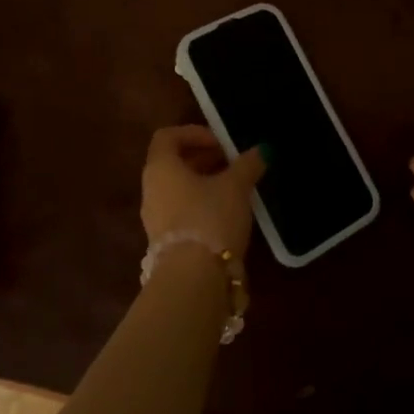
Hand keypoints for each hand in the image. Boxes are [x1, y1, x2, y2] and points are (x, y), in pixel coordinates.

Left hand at [141, 125, 263, 259]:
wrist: (193, 280)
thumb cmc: (210, 218)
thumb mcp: (236, 186)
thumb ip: (248, 165)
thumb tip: (262, 150)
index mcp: (161, 168)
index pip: (167, 136)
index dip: (194, 133)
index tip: (221, 143)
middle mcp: (151, 190)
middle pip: (172, 163)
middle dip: (203, 159)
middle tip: (232, 163)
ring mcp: (155, 219)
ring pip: (178, 189)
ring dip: (203, 183)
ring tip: (234, 189)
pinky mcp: (165, 243)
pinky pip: (181, 212)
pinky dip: (201, 205)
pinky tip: (226, 215)